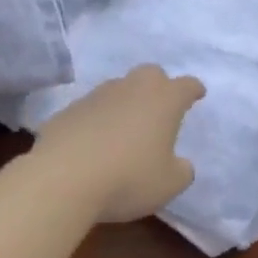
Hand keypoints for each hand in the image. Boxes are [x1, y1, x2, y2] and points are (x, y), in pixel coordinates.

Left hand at [33, 65, 204, 223]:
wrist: (61, 179)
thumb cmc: (128, 178)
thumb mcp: (169, 184)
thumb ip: (181, 170)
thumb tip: (179, 164)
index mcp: (164, 100)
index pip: (187, 85)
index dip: (193, 90)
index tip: (197, 94)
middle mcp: (132, 89)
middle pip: (151, 74)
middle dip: (159, 86)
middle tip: (159, 107)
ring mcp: (96, 96)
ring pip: (118, 88)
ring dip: (125, 102)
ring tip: (124, 128)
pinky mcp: (67, 110)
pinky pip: (90, 109)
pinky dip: (96, 120)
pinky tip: (93, 143)